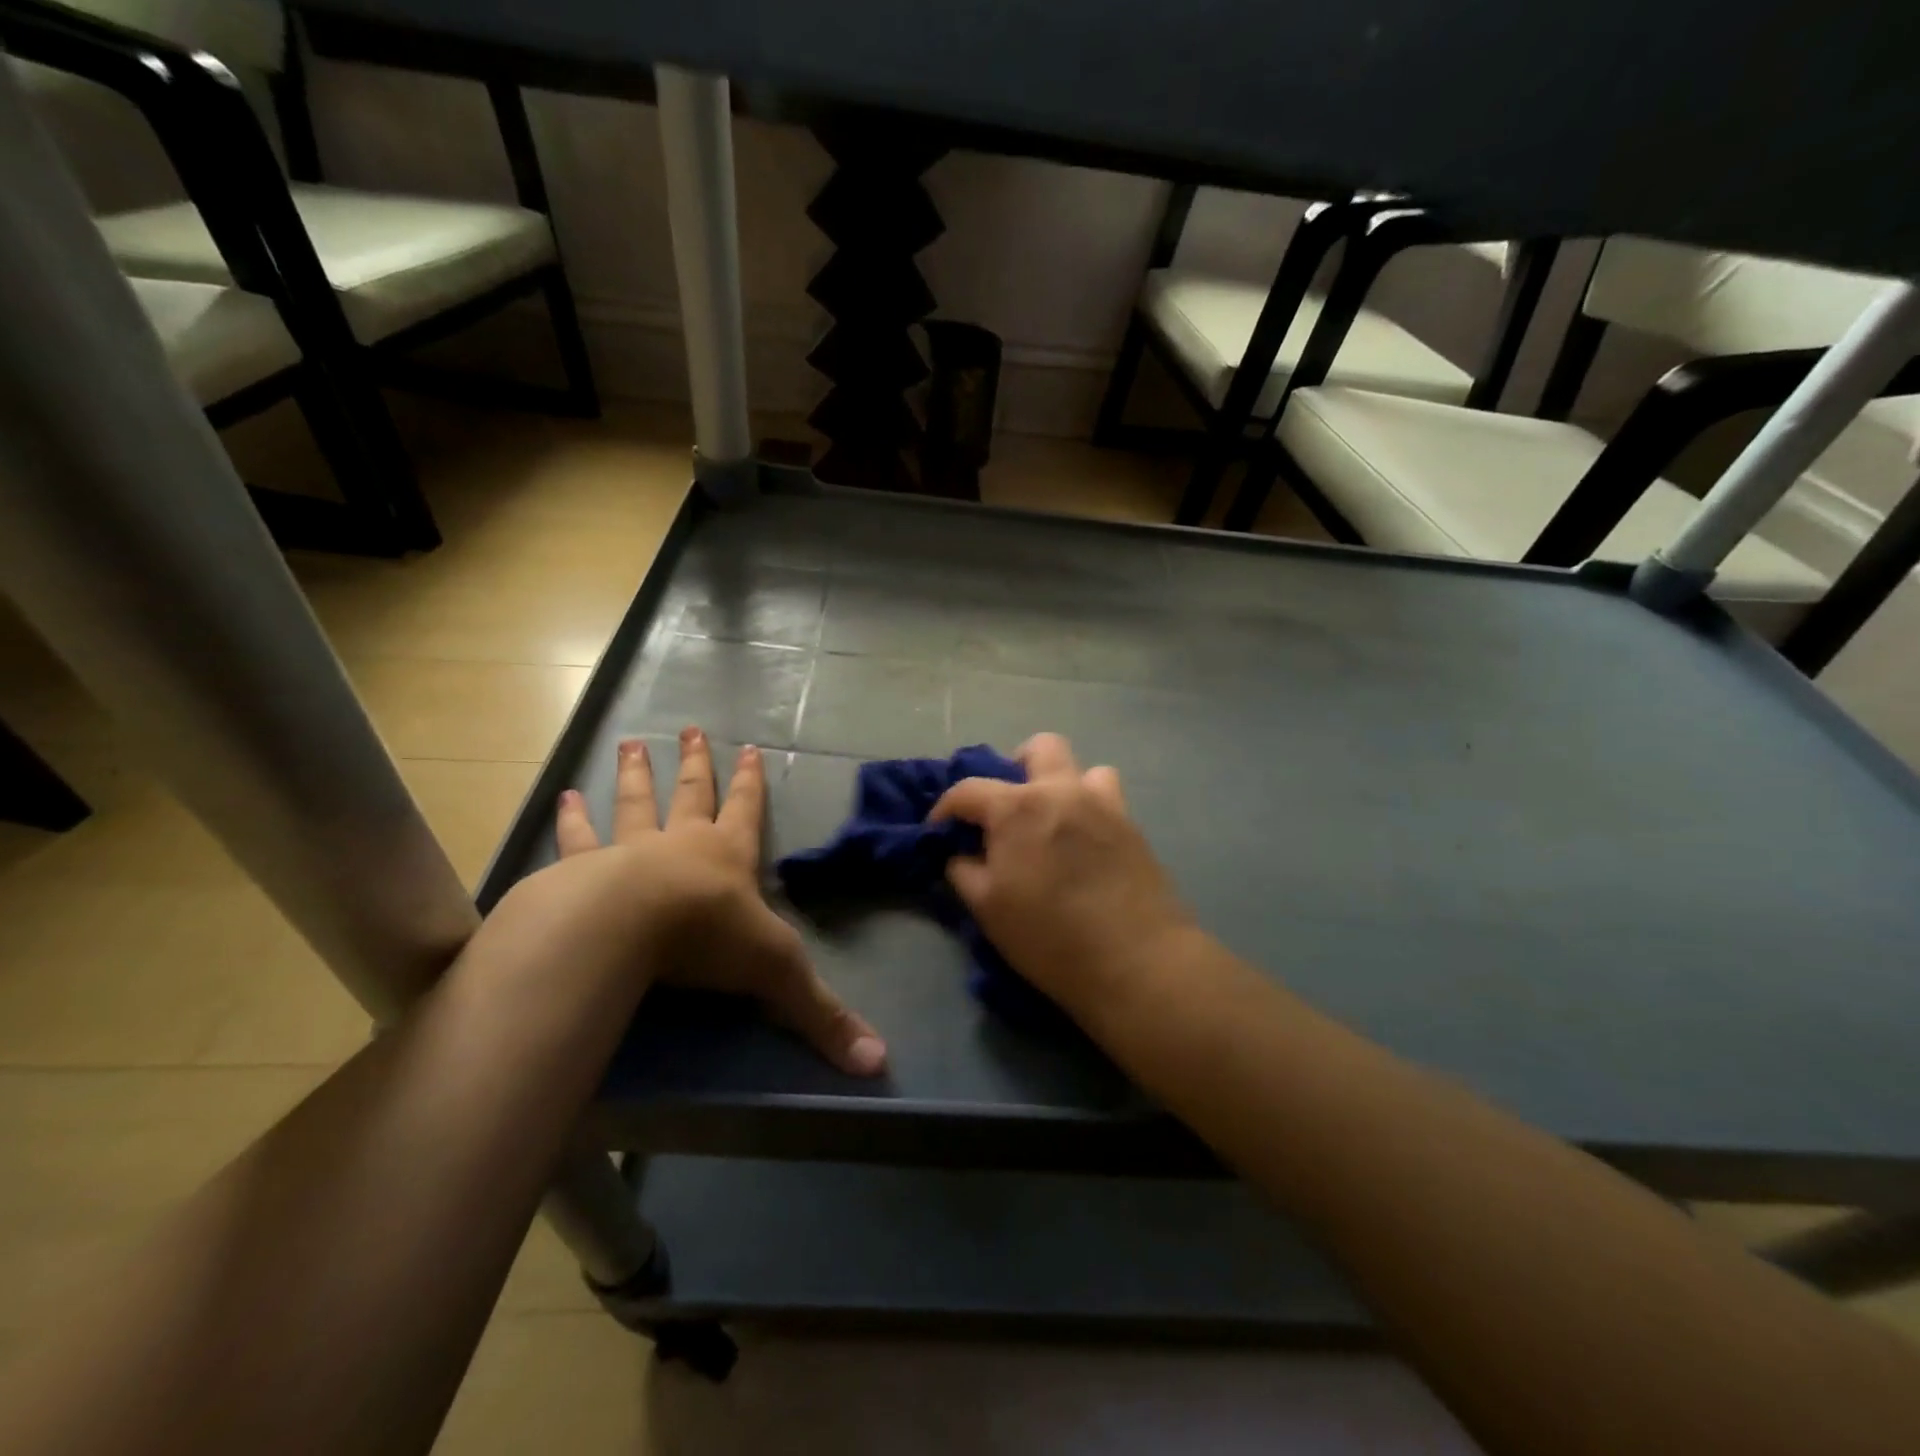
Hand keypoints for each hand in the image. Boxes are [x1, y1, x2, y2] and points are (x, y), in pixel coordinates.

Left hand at [550, 727, 886, 1075]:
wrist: (625, 929)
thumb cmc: (708, 938)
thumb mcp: (777, 975)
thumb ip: (822, 1016)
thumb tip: (879, 1063)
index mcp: (727, 857)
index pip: (745, 811)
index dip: (749, 782)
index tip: (748, 747)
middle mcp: (680, 843)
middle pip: (689, 794)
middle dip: (693, 763)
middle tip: (687, 728)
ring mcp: (627, 852)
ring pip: (633, 804)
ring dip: (633, 776)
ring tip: (627, 745)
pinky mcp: (580, 872)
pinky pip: (577, 840)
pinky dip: (572, 820)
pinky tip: (563, 798)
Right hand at [929, 733, 1193, 1017]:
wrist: (1135, 960)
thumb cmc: (1049, 936)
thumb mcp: (987, 908)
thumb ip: (964, 871)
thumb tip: (960, 854)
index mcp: (1018, 806)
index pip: (968, 789)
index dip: (946, 807)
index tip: (939, 829)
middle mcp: (1062, 790)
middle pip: (1039, 748)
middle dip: (1016, 766)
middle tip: (1008, 807)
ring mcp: (1103, 804)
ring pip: (1083, 768)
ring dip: (1062, 783)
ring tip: (1053, 819)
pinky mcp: (1132, 825)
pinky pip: (1106, 798)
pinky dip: (1089, 807)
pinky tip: (1083, 842)